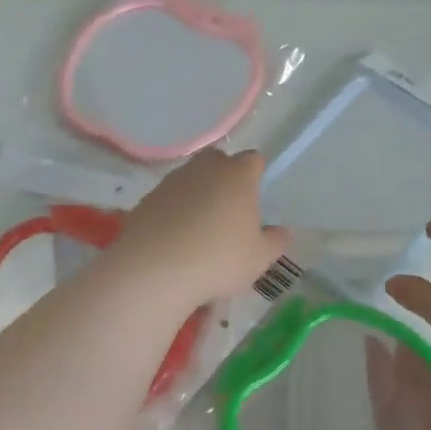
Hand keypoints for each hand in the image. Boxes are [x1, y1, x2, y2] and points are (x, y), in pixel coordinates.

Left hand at [112, 149, 289, 309]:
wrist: (155, 268)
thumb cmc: (219, 259)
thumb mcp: (259, 258)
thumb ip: (275, 242)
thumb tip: (283, 231)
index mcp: (238, 175)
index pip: (253, 161)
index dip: (256, 177)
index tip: (255, 202)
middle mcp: (205, 168)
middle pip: (219, 163)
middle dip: (224, 180)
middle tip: (228, 214)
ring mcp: (172, 181)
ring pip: (191, 180)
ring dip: (197, 197)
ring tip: (200, 233)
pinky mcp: (147, 198)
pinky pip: (169, 200)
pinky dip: (174, 213)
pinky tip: (176, 241)